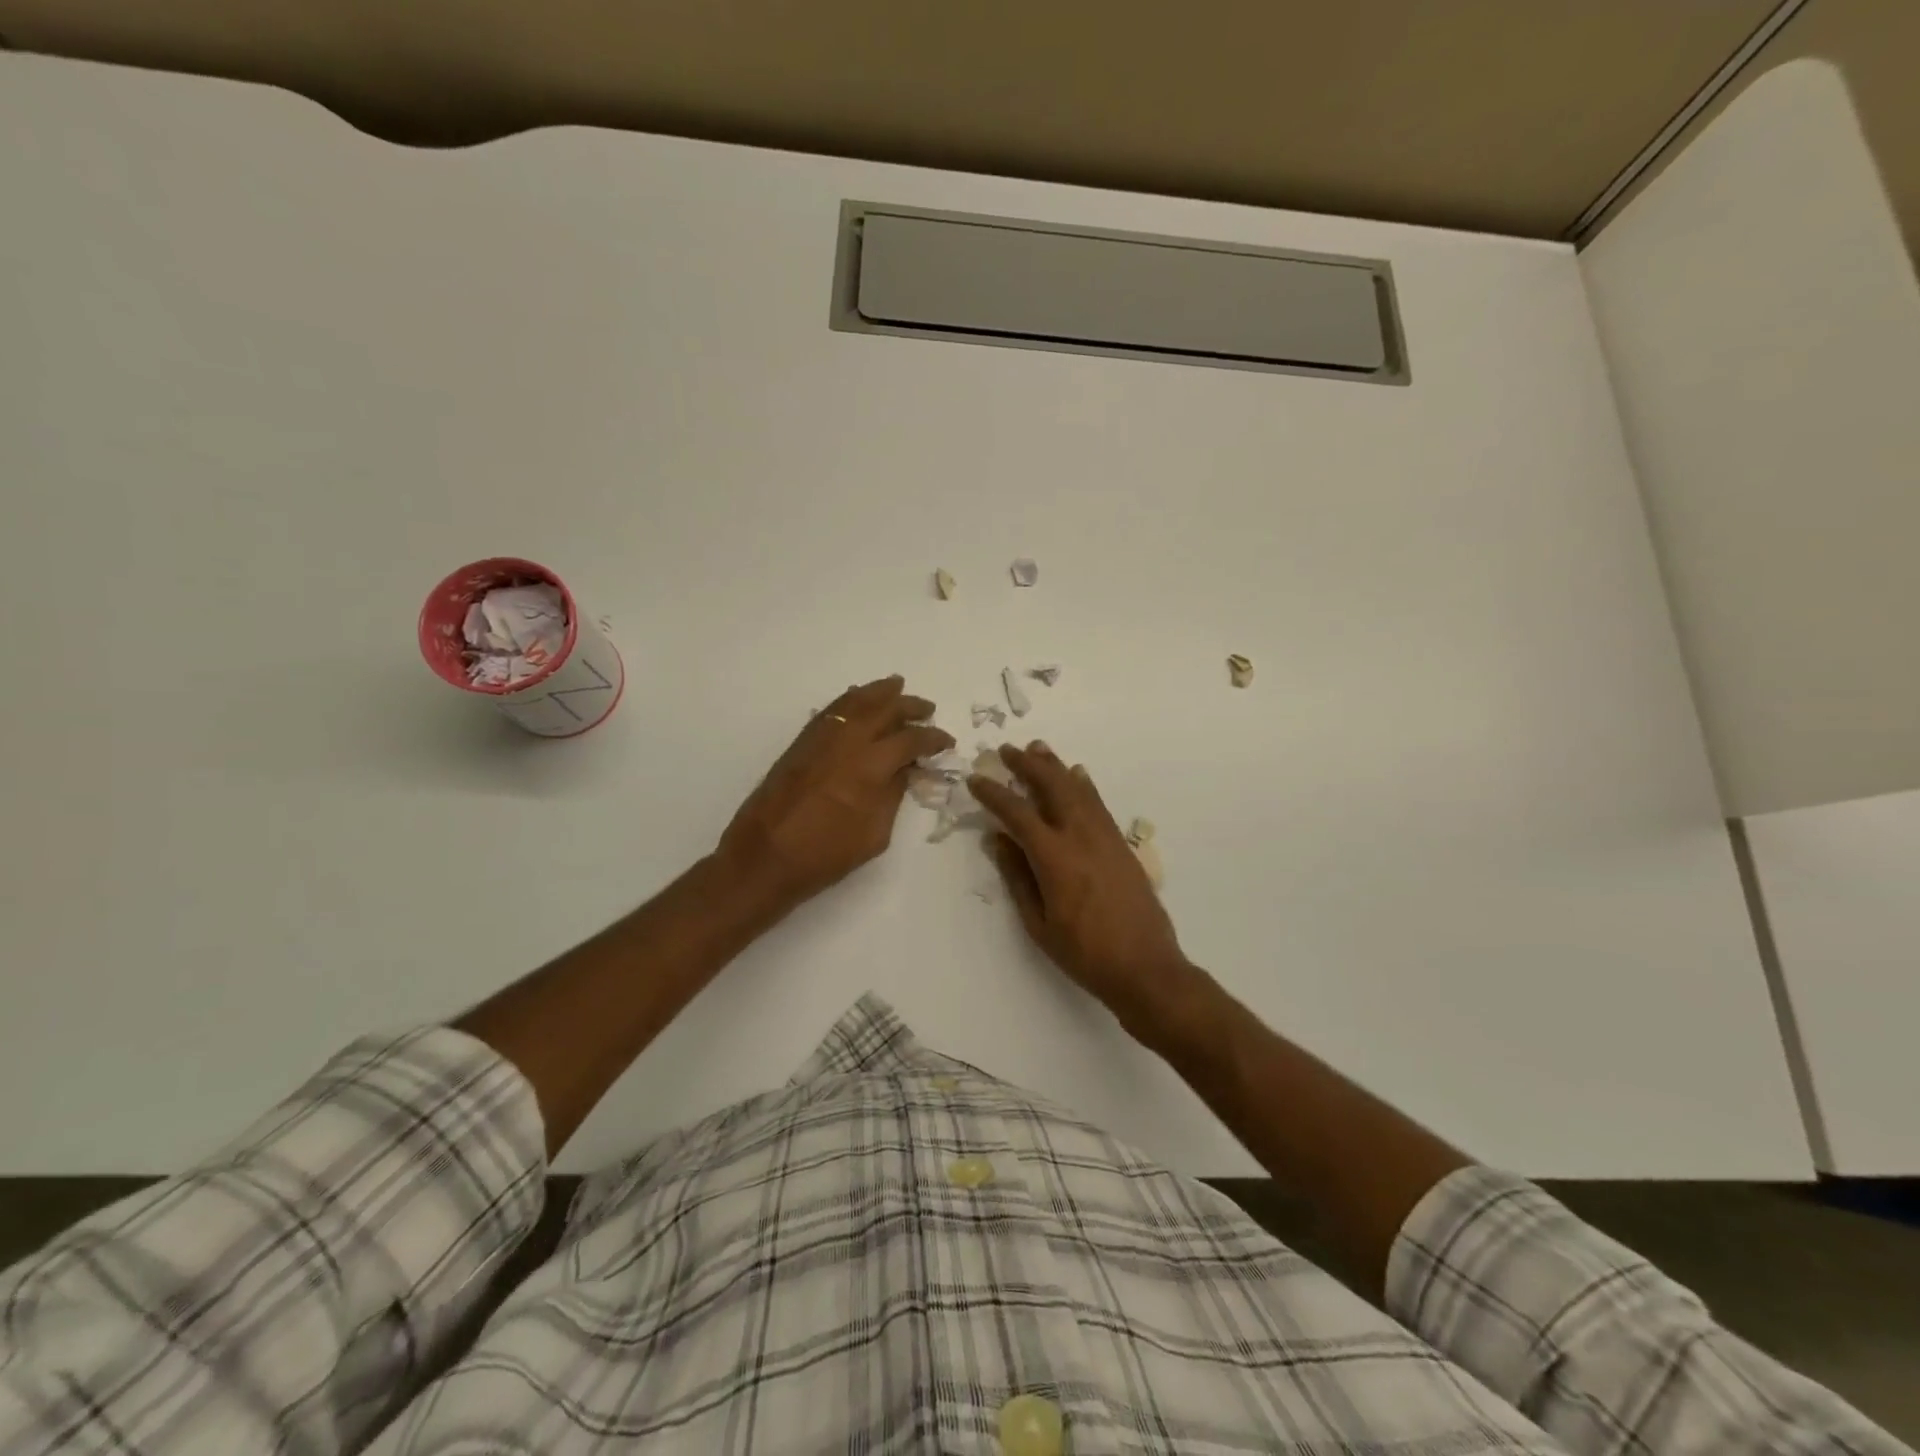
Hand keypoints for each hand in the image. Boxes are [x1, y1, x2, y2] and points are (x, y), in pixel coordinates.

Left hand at [718, 675, 953, 909]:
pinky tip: (858, 701)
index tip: (946, 741)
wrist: (764, 858)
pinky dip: (849, 700)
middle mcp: (847, 743)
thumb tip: (903, 770)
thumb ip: (892, 796)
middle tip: (927, 710)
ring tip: (896, 686)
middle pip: (884, 710)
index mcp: (870, 767)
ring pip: (854, 702)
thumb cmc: (825, 855)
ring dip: (879, 692)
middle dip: (909, 706)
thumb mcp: (874, 834)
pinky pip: (831, 711)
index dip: (932, 739)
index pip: (910, 741)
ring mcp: (821, 739)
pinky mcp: (801, 743)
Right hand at [968, 742, 1193, 1020]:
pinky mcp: (1122, 844)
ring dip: (1056, 766)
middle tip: (1007, 750)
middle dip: (1027, 765)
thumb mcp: (1038, 923)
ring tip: (1038, 749)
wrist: (1146, 967)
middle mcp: (1081, 836)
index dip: (993, 793)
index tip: (976, 779)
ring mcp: (1106, 837)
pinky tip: (1078, 776)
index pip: (1017, 813)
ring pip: (1078, 788)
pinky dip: (1084, 785)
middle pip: (1052, 787)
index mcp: (1054, 857)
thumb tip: (998, 839)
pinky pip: (1099, 803)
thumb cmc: (1084, 953)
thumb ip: (1017, 877)